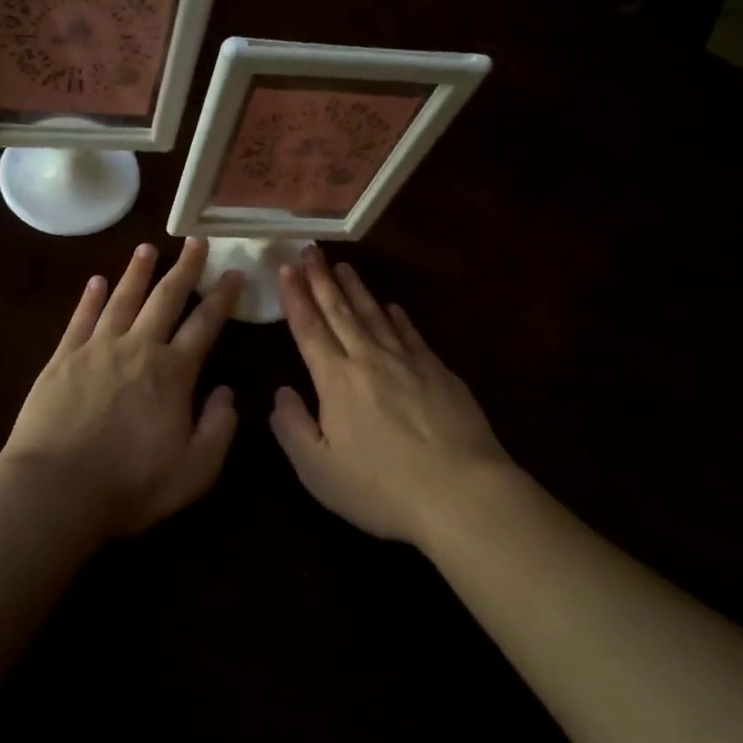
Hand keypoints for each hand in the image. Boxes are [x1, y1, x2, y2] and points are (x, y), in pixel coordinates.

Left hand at [0, 239, 241, 537]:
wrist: (56, 490)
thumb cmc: (130, 485)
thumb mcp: (194, 470)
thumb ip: (218, 428)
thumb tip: (227, 392)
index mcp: (173, 372)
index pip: (205, 324)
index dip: (223, 297)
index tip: (235, 273)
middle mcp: (138, 347)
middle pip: (166, 298)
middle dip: (184, 268)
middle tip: (195, 242)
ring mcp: (97, 348)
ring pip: (123, 298)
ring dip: (137, 271)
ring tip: (147, 248)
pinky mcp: (63, 357)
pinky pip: (81, 318)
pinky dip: (90, 297)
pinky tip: (97, 281)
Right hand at [270, 248, 511, 545]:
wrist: (461, 492)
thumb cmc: (382, 487)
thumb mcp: (319, 471)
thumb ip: (292, 428)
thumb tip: (281, 393)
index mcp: (336, 380)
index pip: (309, 328)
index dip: (295, 297)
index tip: (286, 267)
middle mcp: (369, 359)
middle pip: (340, 311)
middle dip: (321, 279)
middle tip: (310, 250)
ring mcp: (408, 361)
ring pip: (375, 315)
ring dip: (356, 289)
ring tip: (343, 266)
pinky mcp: (439, 371)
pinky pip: (411, 334)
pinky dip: (398, 317)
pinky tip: (393, 307)